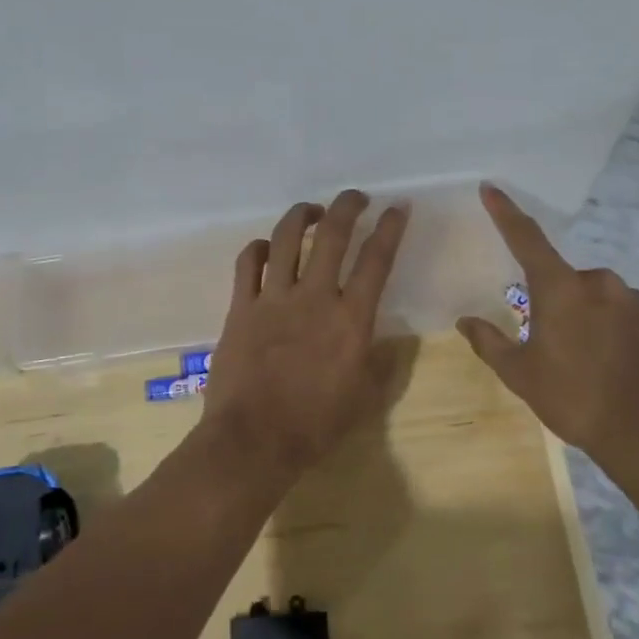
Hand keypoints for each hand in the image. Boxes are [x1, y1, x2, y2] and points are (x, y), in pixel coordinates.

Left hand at [206, 190, 409, 472]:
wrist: (254, 440)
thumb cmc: (315, 425)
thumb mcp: (365, 398)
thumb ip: (382, 364)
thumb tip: (392, 342)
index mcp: (350, 319)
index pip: (376, 260)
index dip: (390, 228)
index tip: (397, 207)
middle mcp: (313, 298)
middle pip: (332, 235)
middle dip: (347, 206)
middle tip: (356, 197)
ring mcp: (273, 299)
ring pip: (287, 238)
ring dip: (302, 215)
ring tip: (312, 210)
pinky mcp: (240, 307)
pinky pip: (248, 263)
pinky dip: (259, 247)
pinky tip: (267, 247)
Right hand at [458, 184, 638, 477]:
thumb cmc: (573, 398)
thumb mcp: (520, 374)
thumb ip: (489, 342)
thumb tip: (465, 321)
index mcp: (561, 288)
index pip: (526, 238)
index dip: (506, 213)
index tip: (491, 188)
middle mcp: (600, 283)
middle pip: (564, 279)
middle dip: (553, 301)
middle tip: (548, 341)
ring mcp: (634, 300)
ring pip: (596, 296)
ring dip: (584, 314)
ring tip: (583, 359)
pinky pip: (623, 313)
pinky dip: (611, 328)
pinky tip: (610, 362)